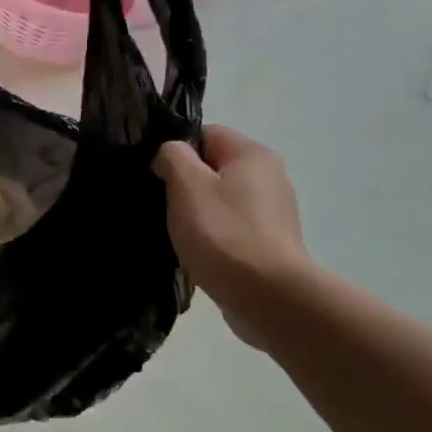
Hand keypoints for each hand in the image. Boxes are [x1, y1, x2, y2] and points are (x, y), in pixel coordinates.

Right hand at [154, 125, 309, 345]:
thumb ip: (172, 156)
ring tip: (179, 235)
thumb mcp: (186, 184)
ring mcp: (274, 214)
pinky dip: (214, 239)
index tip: (158, 176)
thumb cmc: (224, 233)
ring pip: (221, 202)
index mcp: (253, 154)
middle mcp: (270, 177)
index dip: (177, 151)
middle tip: (164, 206)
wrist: (269, 297)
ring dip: (198, 215)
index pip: (206, 133)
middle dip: (186, 185)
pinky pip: (232, 230)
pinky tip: (200, 256)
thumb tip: (170, 155)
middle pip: (214, 168)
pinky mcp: (270, 245)